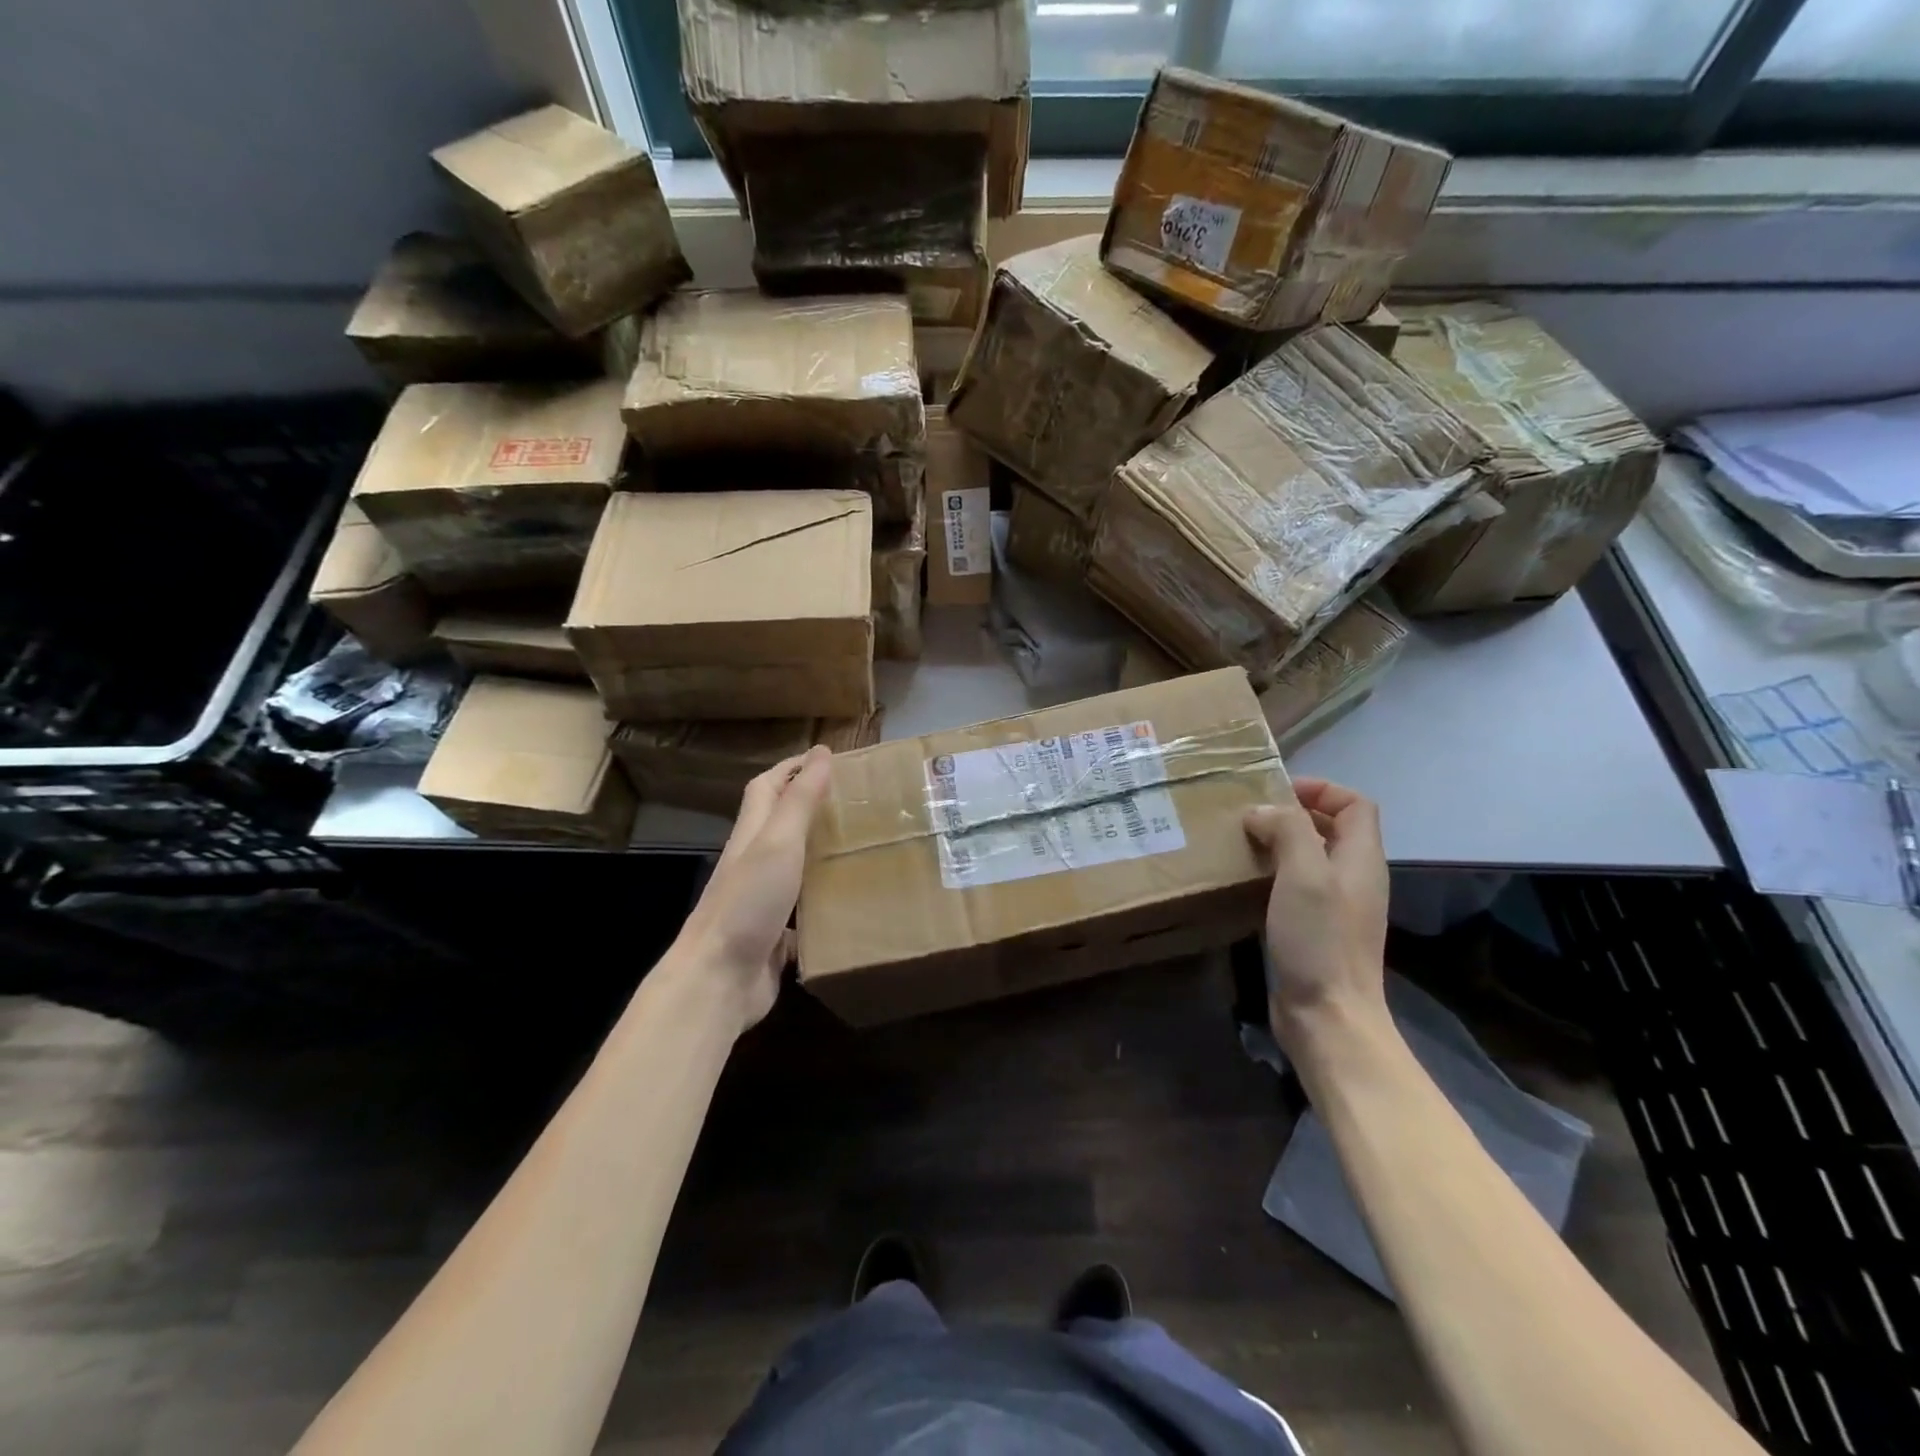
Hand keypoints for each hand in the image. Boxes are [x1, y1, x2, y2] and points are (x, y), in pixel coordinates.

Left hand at [670, 745, 832, 1034]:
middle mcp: (754, 863)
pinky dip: (824, 901)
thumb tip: (821, 752)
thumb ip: (800, 800)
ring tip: (859, 846)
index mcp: (752, 835)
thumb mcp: (778, 843)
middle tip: (854, 801)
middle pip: (779, 824)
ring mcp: (762, 901)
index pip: (768, 786)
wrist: (719, 979)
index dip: (793, 767)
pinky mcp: (774, 936)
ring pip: (793, 866)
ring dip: (820, 853)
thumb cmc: (748, 903)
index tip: (828, 757)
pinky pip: (803, 911)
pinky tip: (850, 904)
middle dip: (810, 806)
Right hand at [1243, 777, 1389, 1048]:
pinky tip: (1244, 880)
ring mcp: (1335, 906)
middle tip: (1249, 814)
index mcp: (1361, 859)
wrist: (1327, 1016)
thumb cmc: (1319, 940)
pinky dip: (1272, 873)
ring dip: (1279, 843)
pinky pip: (1295, 885)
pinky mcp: (1314, 929)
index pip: (1356, 804)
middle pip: (1332, 828)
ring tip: (1241, 841)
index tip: (1277, 793)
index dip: (1322, 789)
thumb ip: (1288, 830)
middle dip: (1293, 814)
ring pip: (1310, 857)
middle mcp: (1353, 878)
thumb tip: (1262, 812)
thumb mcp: (1304, 874)